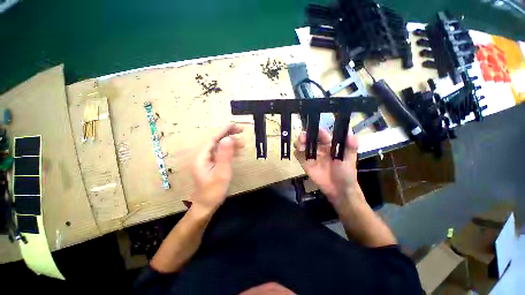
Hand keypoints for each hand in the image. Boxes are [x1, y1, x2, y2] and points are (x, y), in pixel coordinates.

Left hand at [191, 124, 243, 212]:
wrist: (206, 206)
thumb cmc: (213, 191)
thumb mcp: (221, 173)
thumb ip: (224, 155)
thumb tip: (228, 138)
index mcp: (202, 156)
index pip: (213, 138)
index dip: (225, 130)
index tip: (236, 125)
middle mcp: (202, 155)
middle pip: (216, 140)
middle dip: (229, 135)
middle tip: (242, 131)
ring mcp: (206, 160)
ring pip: (219, 147)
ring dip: (231, 143)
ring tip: (243, 144)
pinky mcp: (211, 164)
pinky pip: (220, 153)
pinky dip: (229, 151)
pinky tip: (238, 152)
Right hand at [294, 128, 360, 207]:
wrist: (339, 189)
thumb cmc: (347, 172)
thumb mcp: (350, 157)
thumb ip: (351, 144)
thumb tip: (348, 130)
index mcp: (329, 144)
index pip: (321, 134)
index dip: (318, 131)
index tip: (316, 131)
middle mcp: (319, 148)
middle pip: (308, 138)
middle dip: (305, 135)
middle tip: (303, 137)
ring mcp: (311, 155)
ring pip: (301, 144)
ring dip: (299, 142)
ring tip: (301, 145)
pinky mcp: (305, 163)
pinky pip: (298, 155)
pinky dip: (297, 152)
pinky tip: (299, 152)